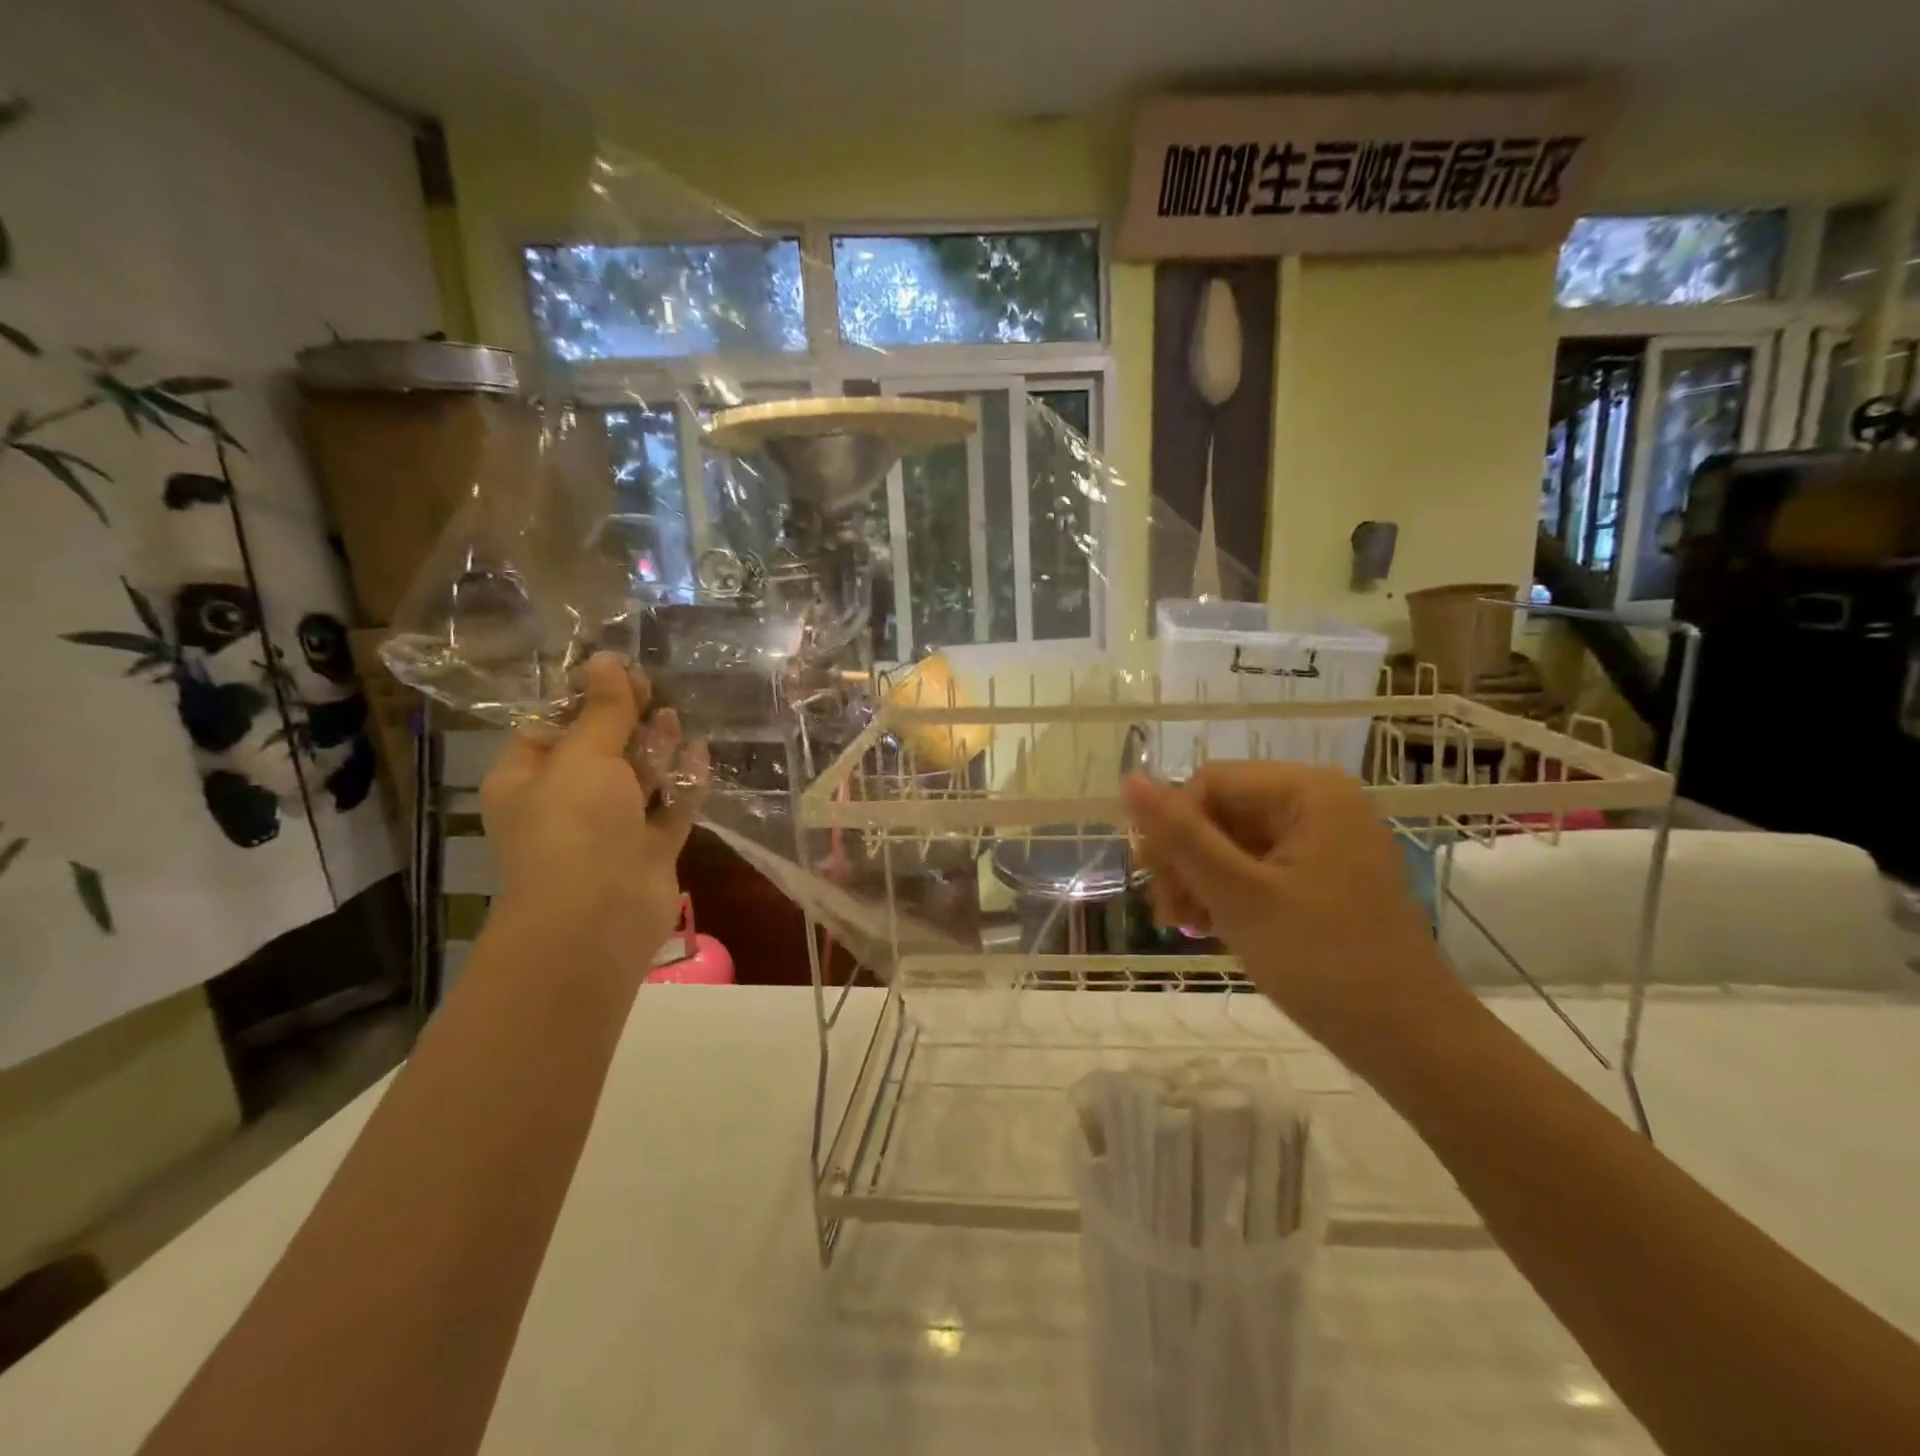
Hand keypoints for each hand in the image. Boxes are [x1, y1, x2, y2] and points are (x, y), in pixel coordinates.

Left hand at [480, 653, 707, 972]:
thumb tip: (606, 658)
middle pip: (600, 749)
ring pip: (637, 778)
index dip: (586, 698)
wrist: (598, 917)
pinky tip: (700, 752)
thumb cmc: (574, 826)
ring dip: (655, 748)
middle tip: (653, 687)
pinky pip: (669, 807)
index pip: (553, 726)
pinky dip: (684, 782)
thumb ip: (604, 710)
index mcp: (529, 778)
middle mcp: (567, 801)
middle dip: (625, 720)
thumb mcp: (584, 756)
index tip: (620, 672)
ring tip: (674, 717)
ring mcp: (611, 828)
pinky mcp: (649, 849)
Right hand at [1123, 763, 1468, 1074]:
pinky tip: (1213, 928)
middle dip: (1185, 859)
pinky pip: (1257, 866)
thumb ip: (1181, 836)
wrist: (1411, 1042)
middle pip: (1220, 811)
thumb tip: (1129, 779)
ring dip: (1199, 880)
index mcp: (1308, 791)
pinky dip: (1228, 893)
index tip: (1155, 884)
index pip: (1210, 784)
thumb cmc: (1324, 961)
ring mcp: (1324, 840)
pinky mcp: (1324, 875)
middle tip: (1169, 915)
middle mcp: (1319, 803)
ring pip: (1232, 841)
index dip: (1172, 828)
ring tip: (1188, 927)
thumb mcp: (1239, 896)